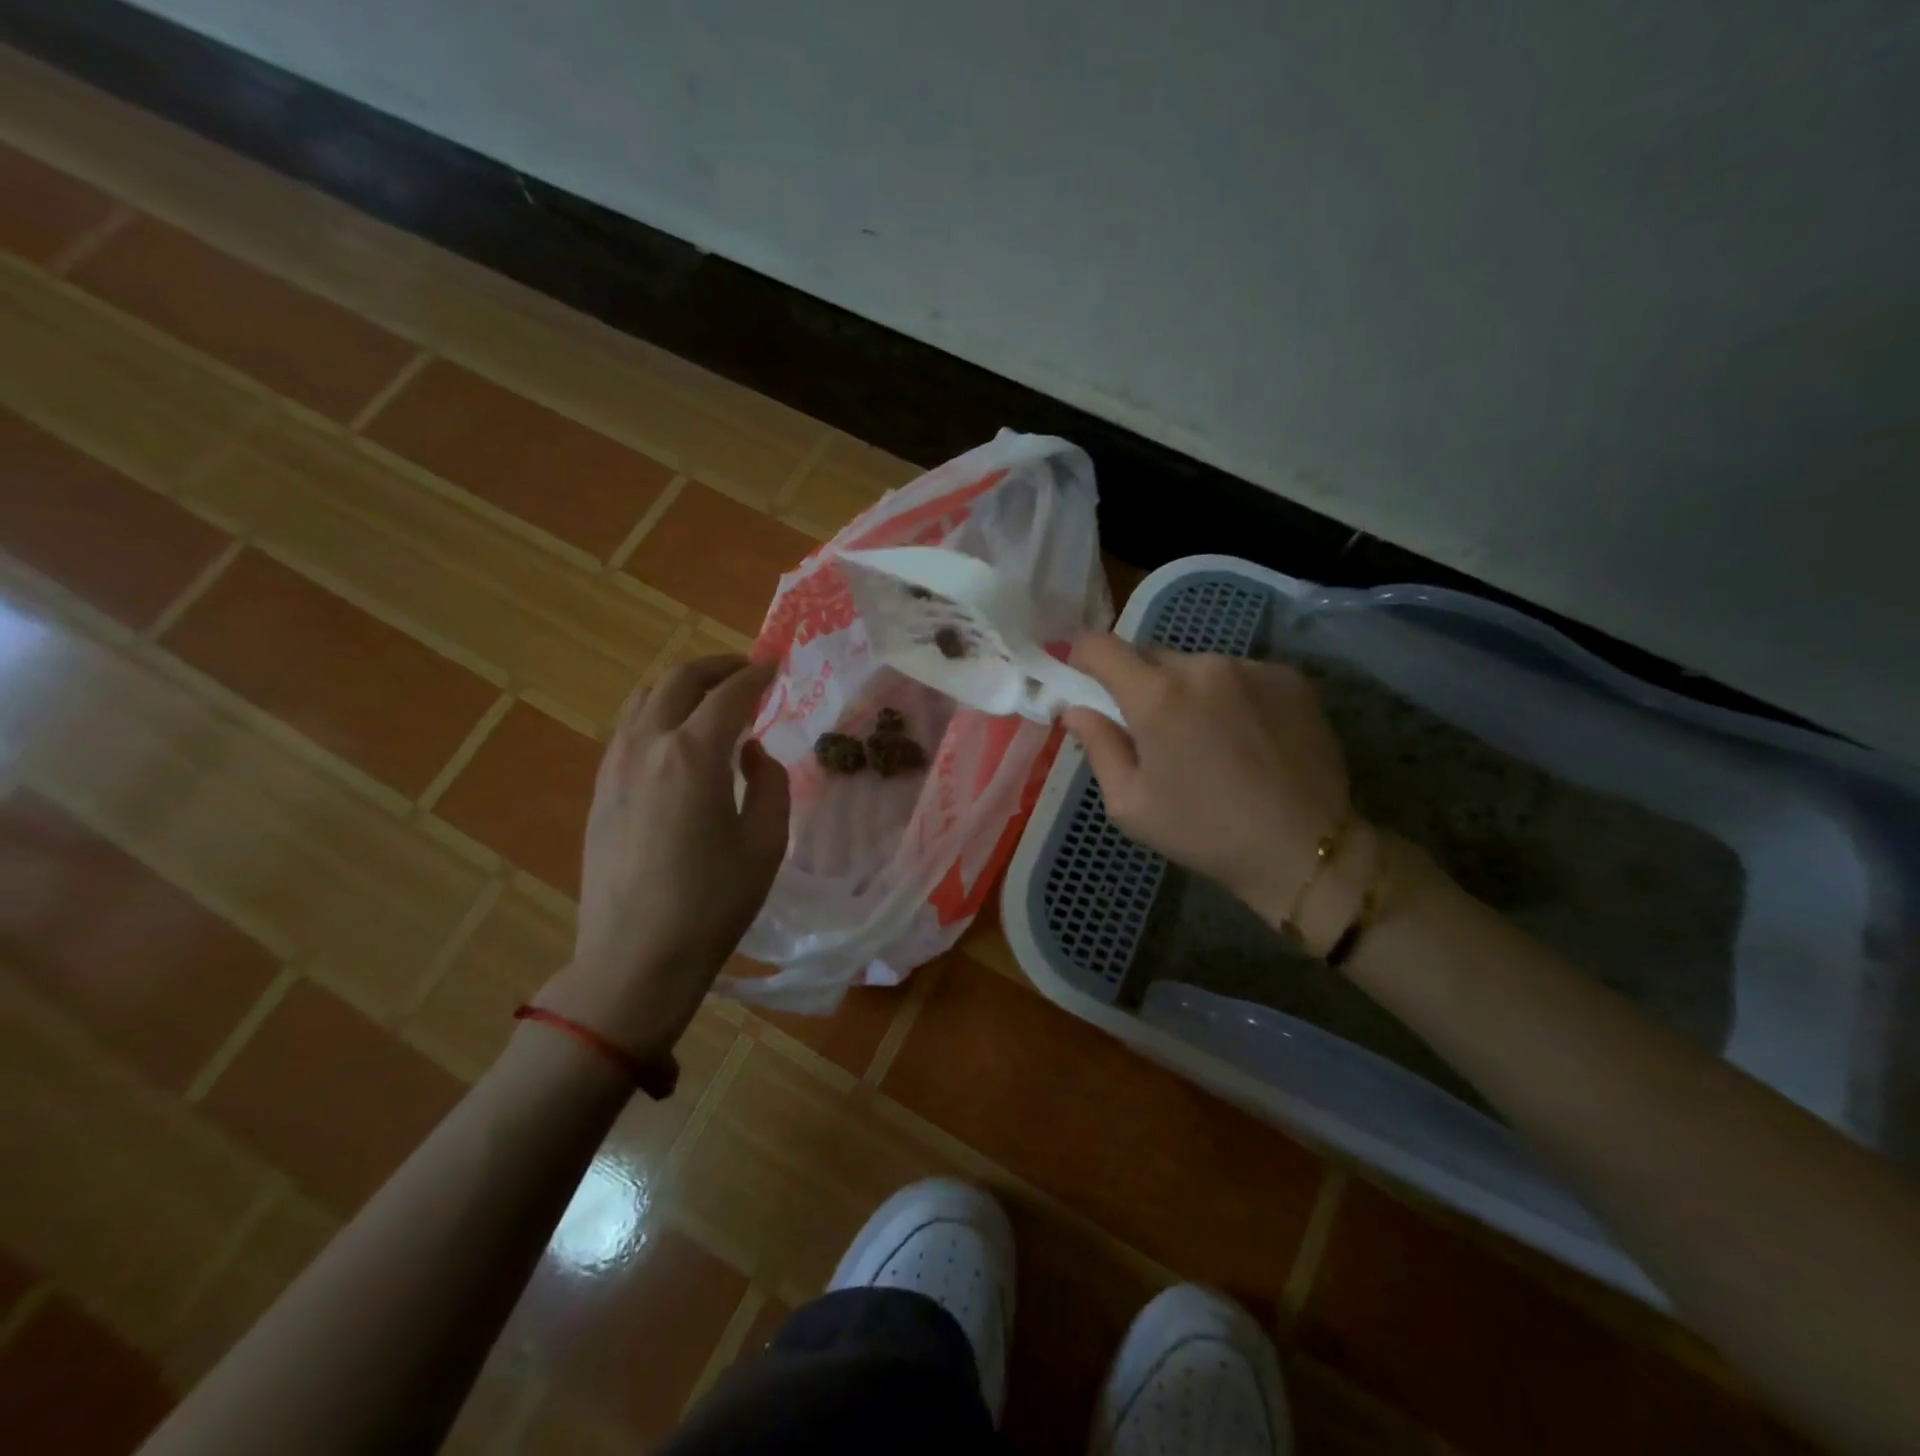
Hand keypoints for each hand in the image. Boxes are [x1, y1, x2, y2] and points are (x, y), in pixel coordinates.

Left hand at [536, 656, 788, 1060]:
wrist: (635, 958)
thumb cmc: (713, 903)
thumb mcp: (766, 843)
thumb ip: (768, 783)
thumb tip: (752, 752)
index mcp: (693, 755)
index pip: (729, 694)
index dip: (756, 674)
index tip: (777, 665)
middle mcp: (648, 746)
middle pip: (679, 681)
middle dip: (717, 666)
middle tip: (747, 669)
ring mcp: (615, 766)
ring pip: (645, 698)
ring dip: (683, 684)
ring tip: (712, 693)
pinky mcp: (601, 790)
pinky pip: (629, 727)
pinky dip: (658, 711)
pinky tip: (678, 733)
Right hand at [1061, 636, 1367, 937]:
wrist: (1305, 850)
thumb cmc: (1204, 833)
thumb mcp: (1131, 804)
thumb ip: (1098, 746)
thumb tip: (1076, 709)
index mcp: (1156, 697)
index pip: (1101, 647)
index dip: (1082, 657)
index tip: (1083, 680)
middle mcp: (1203, 666)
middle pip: (1150, 656)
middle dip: (1139, 685)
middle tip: (1151, 731)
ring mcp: (1252, 667)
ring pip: (1196, 666)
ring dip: (1187, 691)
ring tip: (1207, 740)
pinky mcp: (1290, 678)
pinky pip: (1239, 675)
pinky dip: (1229, 695)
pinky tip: (1245, 737)